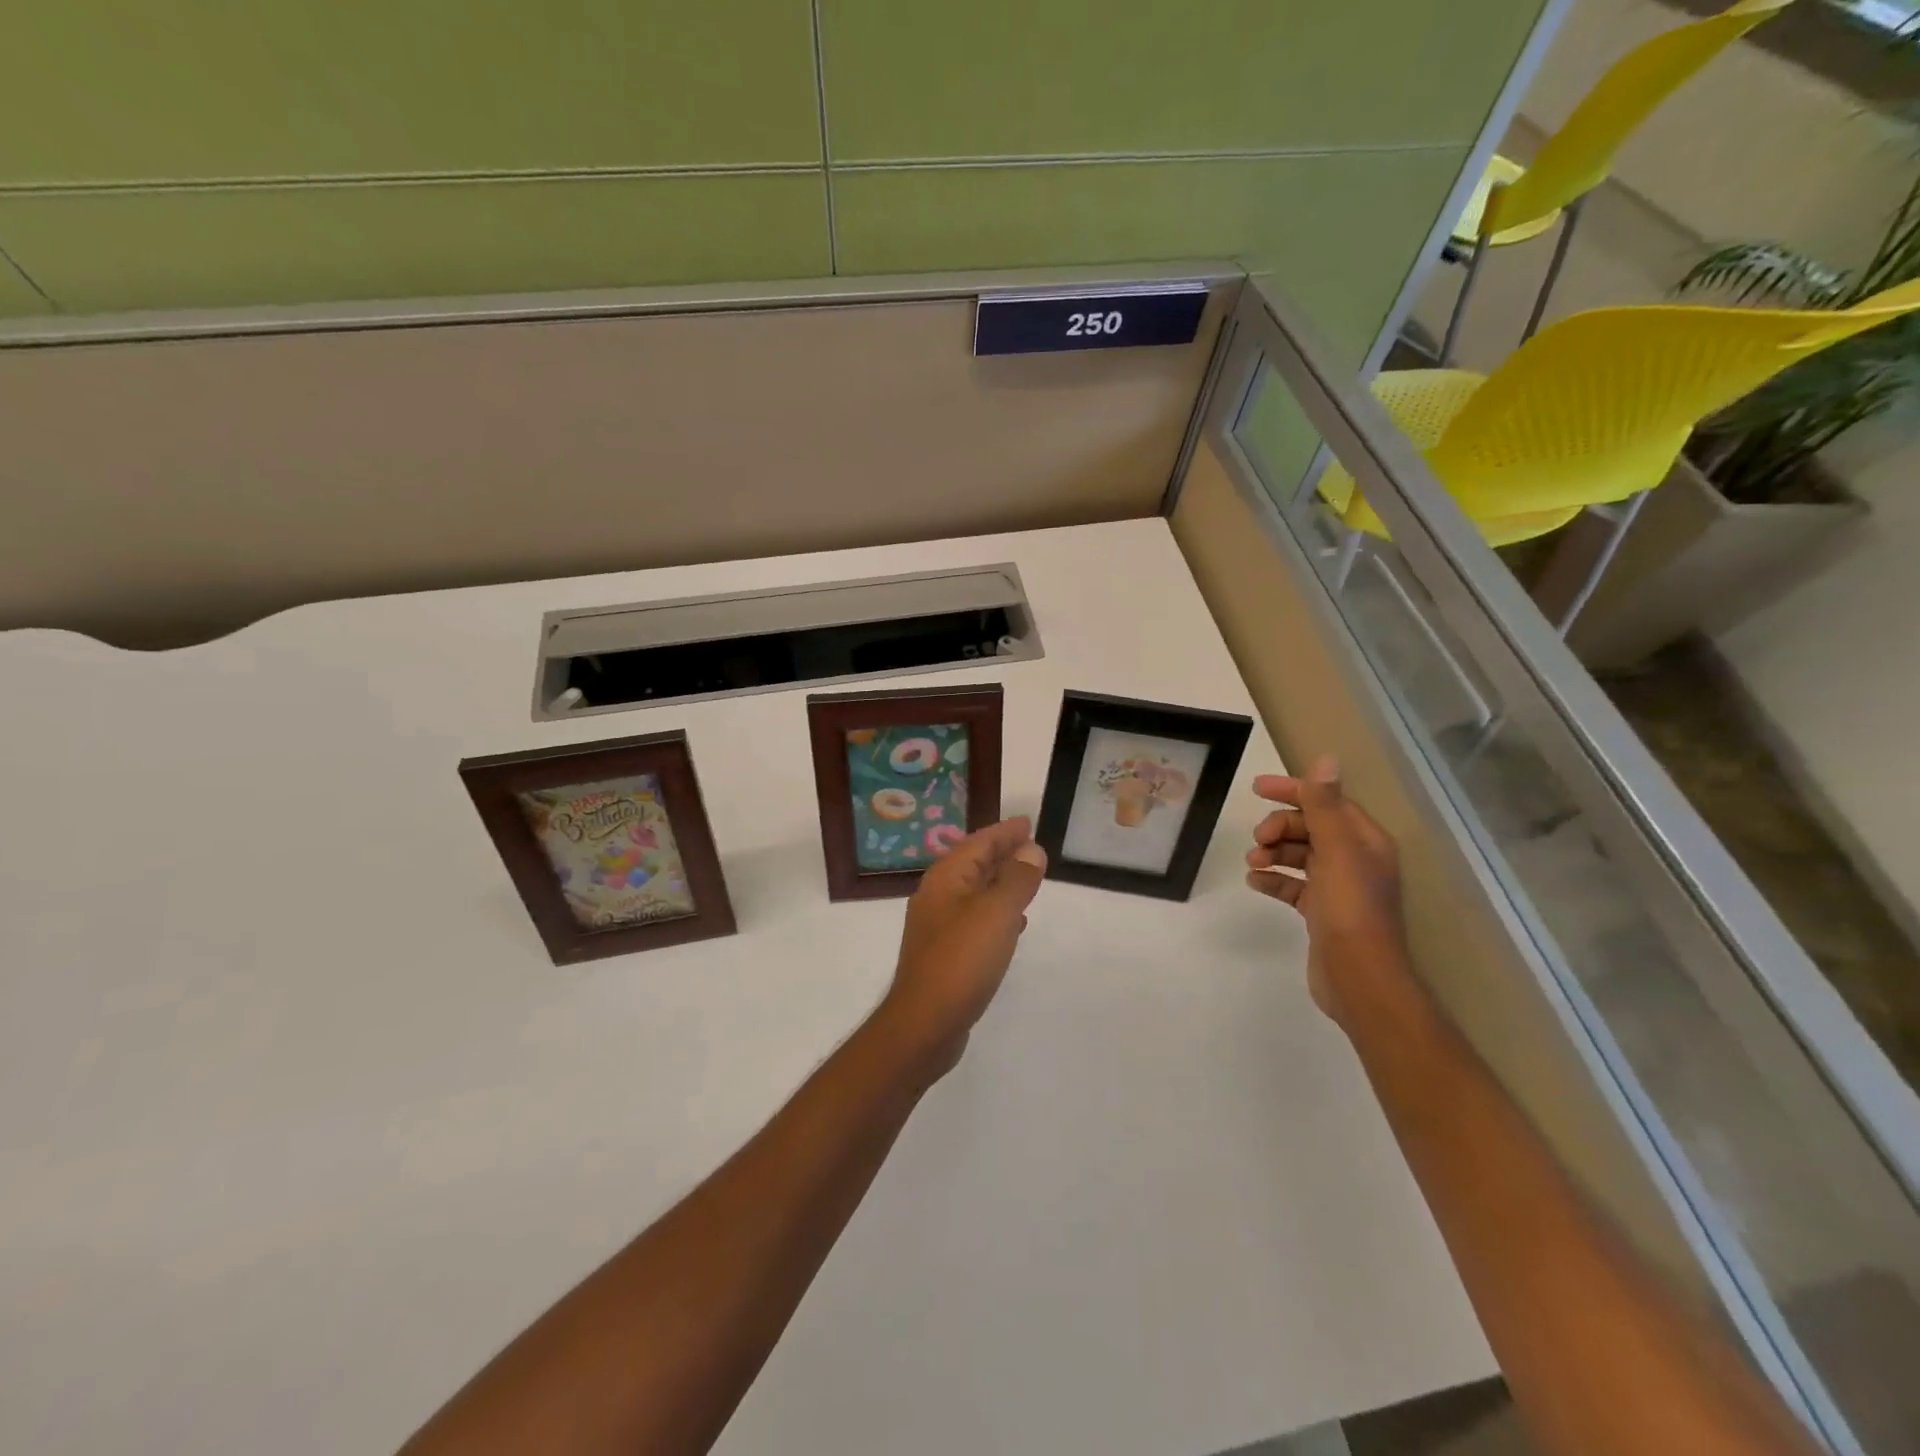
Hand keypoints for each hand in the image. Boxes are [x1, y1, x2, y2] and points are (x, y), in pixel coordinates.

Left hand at [881, 817, 1047, 1075]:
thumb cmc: (962, 959)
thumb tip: (1031, 850)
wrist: (925, 1022)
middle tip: (1032, 846)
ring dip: (1000, 882)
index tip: (1028, 823)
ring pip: (975, 892)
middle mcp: (938, 896)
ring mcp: (939, 927)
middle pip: (974, 864)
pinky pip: (976, 919)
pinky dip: (996, 912)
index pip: (978, 843)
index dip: (1004, 832)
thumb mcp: (997, 912)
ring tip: (1028, 878)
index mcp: (946, 879)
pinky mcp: (946, 953)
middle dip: (1002, 853)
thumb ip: (1016, 879)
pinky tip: (1014, 923)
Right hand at [1244, 755, 1408, 1026]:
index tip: (1258, 788)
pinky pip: (1293, 886)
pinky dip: (1273, 880)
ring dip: (1273, 852)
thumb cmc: (1350, 909)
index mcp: (1365, 842)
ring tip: (1253, 862)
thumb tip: (1326, 758)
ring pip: (1299, 856)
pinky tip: (1254, 882)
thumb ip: (1325, 805)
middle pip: (1311, 828)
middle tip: (1258, 839)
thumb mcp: (1337, 850)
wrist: (1359, 978)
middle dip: (1280, 827)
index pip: (1327, 803)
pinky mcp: (1322, 913)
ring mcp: (1339, 888)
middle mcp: (1355, 860)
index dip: (1294, 791)